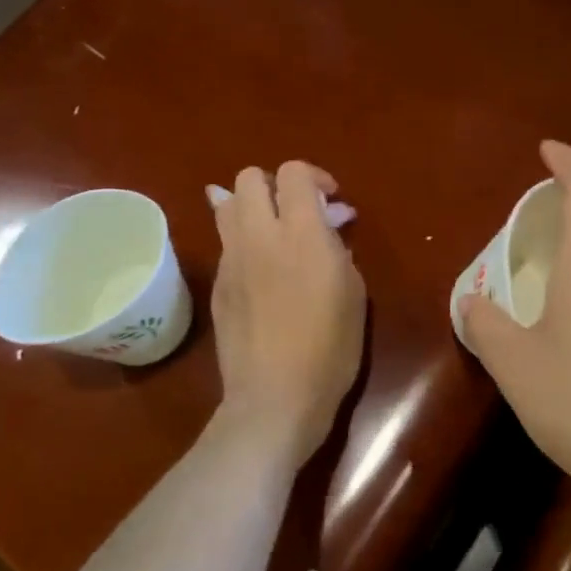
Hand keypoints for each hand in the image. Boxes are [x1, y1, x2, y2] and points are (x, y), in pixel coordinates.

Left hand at [211, 161, 366, 467]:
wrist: (276, 397)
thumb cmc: (330, 348)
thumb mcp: (353, 292)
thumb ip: (338, 248)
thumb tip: (329, 224)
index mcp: (301, 233)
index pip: (293, 173)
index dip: (314, 177)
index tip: (331, 201)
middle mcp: (259, 235)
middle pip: (249, 177)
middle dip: (274, 184)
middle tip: (297, 211)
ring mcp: (231, 259)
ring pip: (226, 204)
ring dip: (251, 207)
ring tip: (273, 232)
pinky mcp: (217, 284)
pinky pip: (226, 244)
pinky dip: (244, 242)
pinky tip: (261, 269)